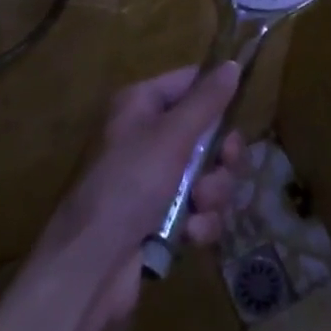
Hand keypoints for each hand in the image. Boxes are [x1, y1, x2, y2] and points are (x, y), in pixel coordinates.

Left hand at [34, 64, 244, 326]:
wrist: (91, 266)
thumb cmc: (129, 183)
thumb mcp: (172, 136)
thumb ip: (207, 101)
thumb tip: (233, 64)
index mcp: (142, 104)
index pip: (190, 82)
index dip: (216, 96)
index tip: (239, 114)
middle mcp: (148, 136)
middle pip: (206, 132)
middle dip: (220, 156)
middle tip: (224, 165)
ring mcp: (155, 180)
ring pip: (207, 174)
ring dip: (212, 192)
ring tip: (199, 205)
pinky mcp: (162, 219)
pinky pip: (198, 209)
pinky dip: (200, 221)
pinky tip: (191, 234)